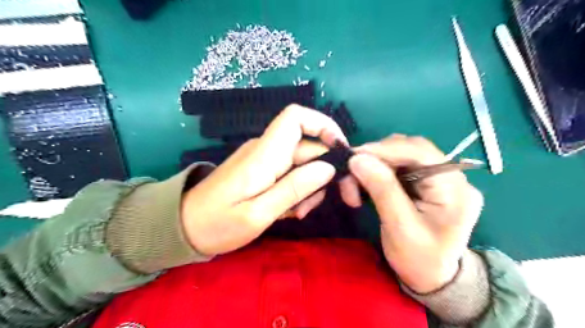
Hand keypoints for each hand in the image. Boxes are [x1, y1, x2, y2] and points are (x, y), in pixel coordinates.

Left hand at [181, 105, 360, 255]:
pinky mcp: (262, 172)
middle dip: (322, 173)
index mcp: (265, 154)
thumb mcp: (258, 213)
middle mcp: (266, 150)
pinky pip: (290, 174)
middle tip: (318, 205)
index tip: (340, 151)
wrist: (185, 228)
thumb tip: (329, 167)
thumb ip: (294, 188)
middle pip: (308, 147)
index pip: (296, 117)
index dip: (324, 125)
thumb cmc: (217, 224)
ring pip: (302, 164)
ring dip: (308, 187)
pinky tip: (288, 211)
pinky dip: (296, 191)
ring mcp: (264, 160)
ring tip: (297, 213)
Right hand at [349, 135, 481, 292]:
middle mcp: (450, 176)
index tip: (354, 156)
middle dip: (376, 158)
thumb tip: (357, 158)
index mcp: (454, 188)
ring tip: (355, 185)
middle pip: (409, 149)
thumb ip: (382, 190)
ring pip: (400, 155)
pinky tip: (366, 184)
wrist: (433, 278)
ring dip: (374, 165)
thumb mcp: (399, 228)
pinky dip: (377, 172)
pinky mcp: (425, 182)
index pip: (420, 151)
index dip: (385, 149)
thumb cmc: (419, 260)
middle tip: (350, 174)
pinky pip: (398, 166)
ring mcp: (438, 178)